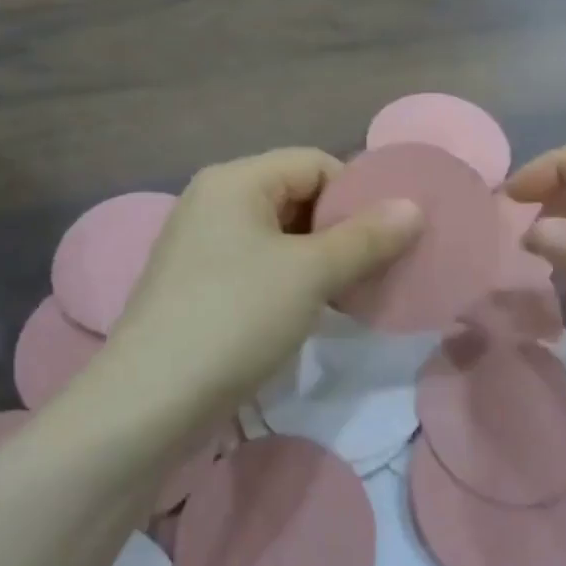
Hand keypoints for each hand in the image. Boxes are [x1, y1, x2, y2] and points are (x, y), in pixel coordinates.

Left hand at [107, 148, 422, 423]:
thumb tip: (414, 206)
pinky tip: (313, 308)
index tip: (389, 235)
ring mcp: (202, 244)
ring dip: (321, 257)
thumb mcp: (310, 274)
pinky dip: (292, 278)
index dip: (357, 193)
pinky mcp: (199, 283)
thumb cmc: (236, 318)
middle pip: (296, 195)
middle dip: (341, 227)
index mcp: (235, 180)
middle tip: (378, 265)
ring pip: (280, 234)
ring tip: (353, 289)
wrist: (151, 402)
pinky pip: (259, 263)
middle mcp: (214, 201)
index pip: (314, 163)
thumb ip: (366, 237)